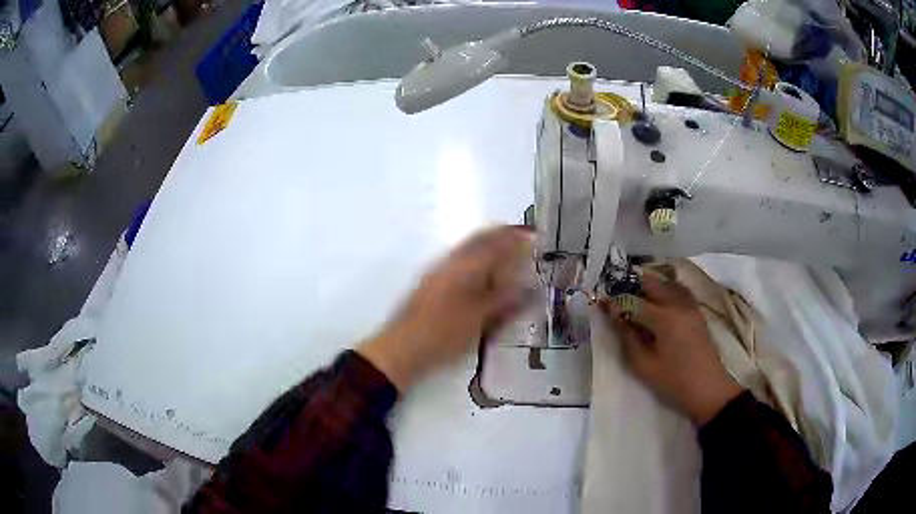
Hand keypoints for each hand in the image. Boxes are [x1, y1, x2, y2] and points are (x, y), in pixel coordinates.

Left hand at [358, 226, 534, 391]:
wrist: (402, 348)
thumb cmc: (444, 333)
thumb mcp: (481, 319)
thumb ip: (506, 300)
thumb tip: (530, 288)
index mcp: (466, 266)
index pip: (495, 241)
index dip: (515, 237)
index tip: (533, 236)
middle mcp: (451, 261)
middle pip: (480, 240)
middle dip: (502, 237)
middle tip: (522, 241)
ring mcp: (438, 271)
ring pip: (468, 250)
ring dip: (489, 247)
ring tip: (507, 258)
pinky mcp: (431, 283)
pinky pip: (460, 261)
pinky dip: (477, 261)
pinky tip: (483, 277)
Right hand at [598, 270, 743, 425]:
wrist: (708, 390)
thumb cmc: (673, 381)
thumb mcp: (644, 365)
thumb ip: (627, 337)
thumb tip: (614, 316)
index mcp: (664, 318)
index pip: (634, 301)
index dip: (616, 300)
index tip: (601, 301)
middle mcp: (678, 304)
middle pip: (652, 283)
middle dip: (632, 286)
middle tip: (617, 297)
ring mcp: (690, 306)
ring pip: (667, 283)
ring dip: (649, 285)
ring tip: (635, 297)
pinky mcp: (697, 311)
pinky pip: (679, 290)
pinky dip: (665, 289)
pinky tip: (658, 300)